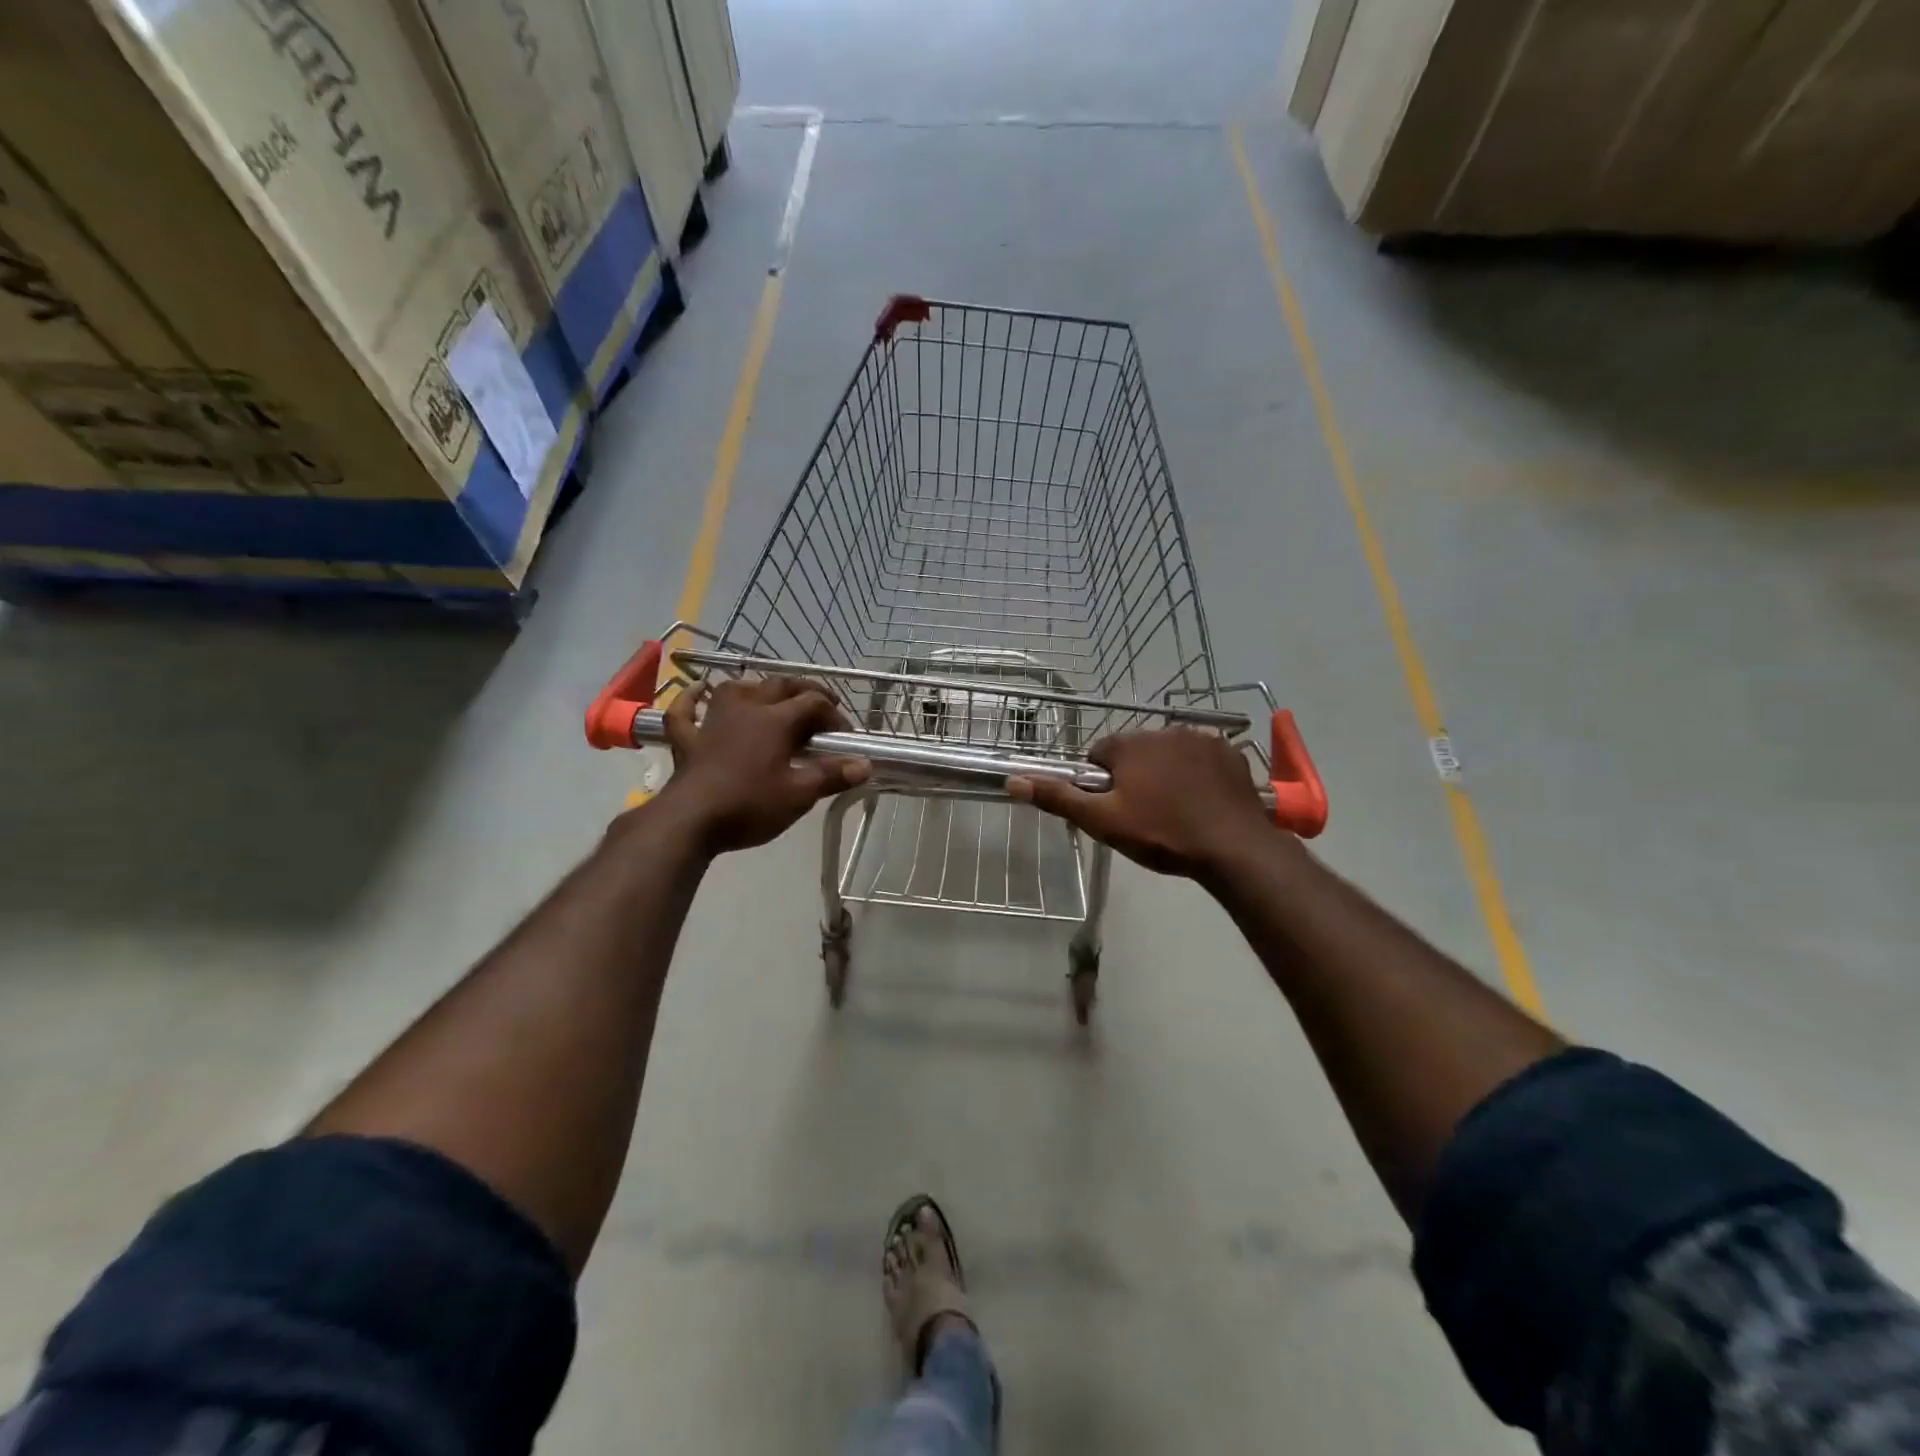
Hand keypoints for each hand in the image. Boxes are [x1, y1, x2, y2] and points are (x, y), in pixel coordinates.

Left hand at [653, 678, 870, 854]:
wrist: (690, 821)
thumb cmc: (750, 805)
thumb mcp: (799, 794)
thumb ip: (832, 776)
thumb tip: (865, 765)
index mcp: (776, 720)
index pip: (814, 703)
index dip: (834, 715)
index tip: (846, 738)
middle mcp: (746, 709)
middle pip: (780, 686)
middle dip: (805, 692)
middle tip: (821, 708)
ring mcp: (713, 720)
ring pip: (737, 689)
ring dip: (758, 689)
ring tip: (771, 700)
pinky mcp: (688, 739)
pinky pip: (686, 710)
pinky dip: (692, 698)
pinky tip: (698, 691)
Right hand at [1007, 729, 1279, 879]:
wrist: (1233, 848)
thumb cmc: (1161, 834)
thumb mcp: (1102, 821)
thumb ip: (1058, 798)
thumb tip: (1013, 781)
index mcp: (1129, 744)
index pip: (1098, 754)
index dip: (1101, 782)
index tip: (1113, 808)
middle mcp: (1163, 730)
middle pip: (1135, 752)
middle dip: (1134, 776)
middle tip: (1144, 814)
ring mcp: (1202, 739)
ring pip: (1169, 754)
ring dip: (1166, 773)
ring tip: (1176, 811)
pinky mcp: (1230, 754)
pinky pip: (1202, 759)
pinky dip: (1198, 775)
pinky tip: (1203, 803)